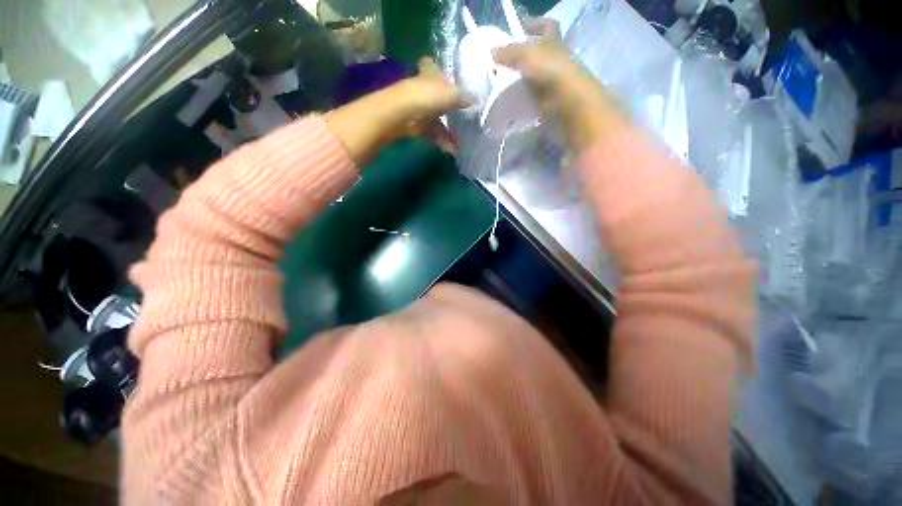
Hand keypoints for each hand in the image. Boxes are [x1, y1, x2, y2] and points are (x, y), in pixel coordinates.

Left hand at [390, 58, 473, 137]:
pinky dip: (444, 141)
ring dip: (451, 129)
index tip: (451, 76)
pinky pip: (435, 132)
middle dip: (451, 103)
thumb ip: (465, 97)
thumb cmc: (427, 97)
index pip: (433, 65)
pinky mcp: (420, 125)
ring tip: (465, 139)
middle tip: (467, 113)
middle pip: (440, 94)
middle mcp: (426, 88)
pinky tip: (454, 149)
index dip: (440, 69)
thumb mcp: (451, 94)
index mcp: (431, 73)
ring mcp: (422, 107)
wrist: (403, 115)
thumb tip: (477, 100)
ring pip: (439, 117)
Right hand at [493, 18, 625, 151]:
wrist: (572, 110)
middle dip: (522, 56)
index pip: (547, 27)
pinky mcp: (548, 106)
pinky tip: (509, 105)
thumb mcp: (530, 57)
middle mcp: (556, 63)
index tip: (518, 28)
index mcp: (555, 45)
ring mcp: (553, 86)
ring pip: (533, 79)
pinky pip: (531, 100)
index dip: (534, 23)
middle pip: (539, 55)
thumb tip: (492, 50)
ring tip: (500, 86)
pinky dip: (521, 102)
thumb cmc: (555, 76)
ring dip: (519, 81)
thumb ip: (511, 53)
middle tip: (501, 63)